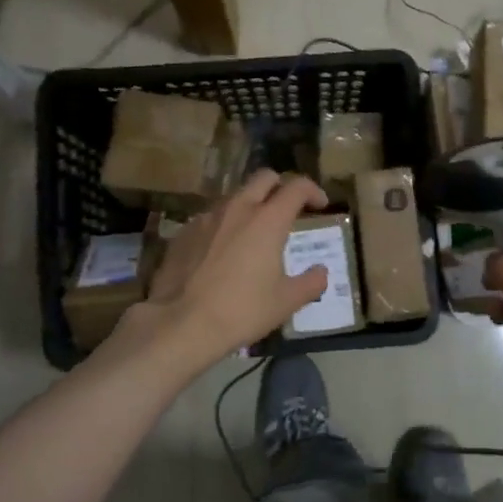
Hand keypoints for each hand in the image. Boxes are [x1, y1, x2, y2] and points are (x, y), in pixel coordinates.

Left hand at [129, 170, 331, 368]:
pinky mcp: (184, 232)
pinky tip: (223, 251)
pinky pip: (211, 218)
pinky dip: (225, 225)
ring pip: (235, 196)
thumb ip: (310, 282)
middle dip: (281, 186)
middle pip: (263, 178)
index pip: (296, 187)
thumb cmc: (241, 311)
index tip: (320, 205)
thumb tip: (322, 272)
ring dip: (251, 205)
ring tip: (255, 232)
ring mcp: (206, 218)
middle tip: (288, 209)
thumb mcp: (285, 302)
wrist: (180, 323)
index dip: (313, 191)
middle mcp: (237, 209)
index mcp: (268, 220)